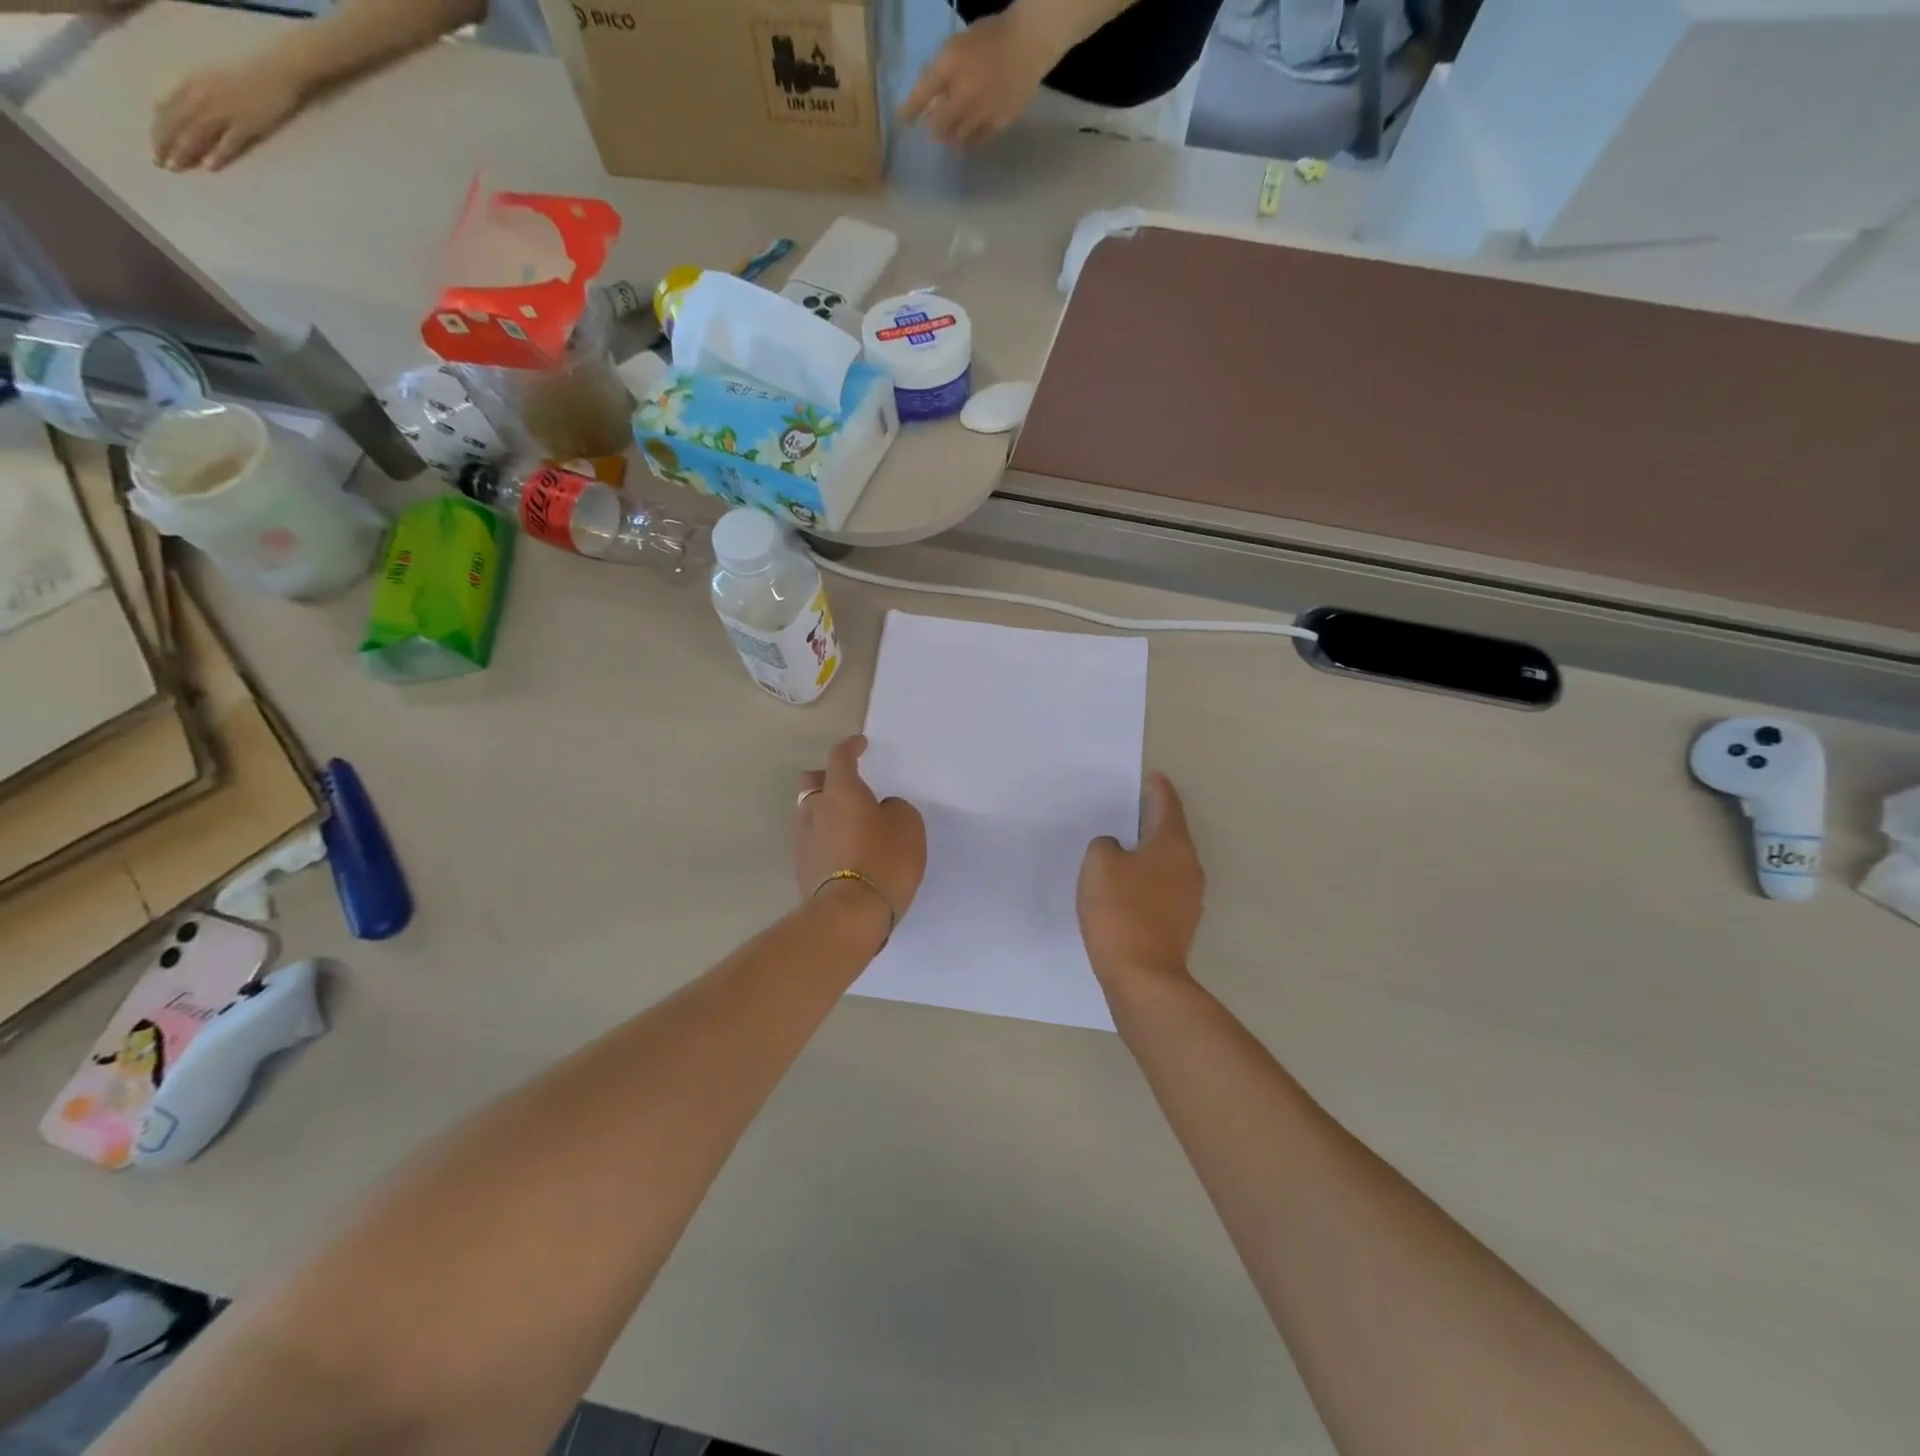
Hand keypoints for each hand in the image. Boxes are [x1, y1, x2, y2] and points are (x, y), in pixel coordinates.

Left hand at [152, 59, 306, 171]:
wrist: (279, 73)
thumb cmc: (249, 79)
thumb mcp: (214, 83)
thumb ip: (197, 96)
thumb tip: (177, 111)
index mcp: (193, 86)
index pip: (167, 110)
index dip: (158, 130)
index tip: (154, 150)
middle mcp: (203, 98)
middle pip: (178, 123)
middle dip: (166, 143)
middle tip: (160, 165)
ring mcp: (227, 112)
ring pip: (198, 133)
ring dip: (186, 151)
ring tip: (178, 168)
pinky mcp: (250, 124)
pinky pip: (230, 141)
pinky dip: (219, 153)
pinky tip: (210, 166)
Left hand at [795, 736, 926, 928]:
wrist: (849, 915)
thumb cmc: (884, 860)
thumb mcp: (908, 826)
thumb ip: (895, 809)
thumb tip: (881, 811)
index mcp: (841, 791)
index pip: (840, 757)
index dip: (850, 747)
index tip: (860, 744)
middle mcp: (815, 810)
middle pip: (813, 782)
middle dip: (828, 778)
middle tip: (849, 787)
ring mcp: (804, 840)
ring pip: (810, 813)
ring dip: (827, 812)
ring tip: (851, 826)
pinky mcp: (802, 868)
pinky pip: (814, 841)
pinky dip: (828, 840)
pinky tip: (846, 853)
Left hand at [900, 9, 1063, 145]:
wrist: (1028, 43)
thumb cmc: (991, 38)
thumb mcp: (958, 46)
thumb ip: (941, 71)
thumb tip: (926, 100)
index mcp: (951, 65)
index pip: (922, 94)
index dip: (908, 110)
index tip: (901, 121)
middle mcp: (963, 93)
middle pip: (937, 127)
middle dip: (932, 127)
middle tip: (933, 126)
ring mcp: (982, 112)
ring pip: (956, 138)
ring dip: (949, 136)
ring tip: (950, 131)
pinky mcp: (998, 124)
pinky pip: (976, 140)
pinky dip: (968, 138)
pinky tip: (969, 132)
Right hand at [1078, 773, 1204, 991]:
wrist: (1143, 976)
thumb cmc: (1120, 910)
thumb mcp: (1099, 864)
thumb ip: (1105, 845)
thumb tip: (1117, 851)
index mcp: (1172, 845)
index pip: (1167, 806)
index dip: (1158, 789)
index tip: (1153, 776)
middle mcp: (1189, 867)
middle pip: (1171, 834)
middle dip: (1153, 821)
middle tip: (1132, 809)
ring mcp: (1189, 898)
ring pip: (1168, 863)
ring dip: (1149, 853)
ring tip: (1124, 849)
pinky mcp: (1180, 923)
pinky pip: (1163, 888)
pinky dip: (1147, 879)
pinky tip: (1127, 887)